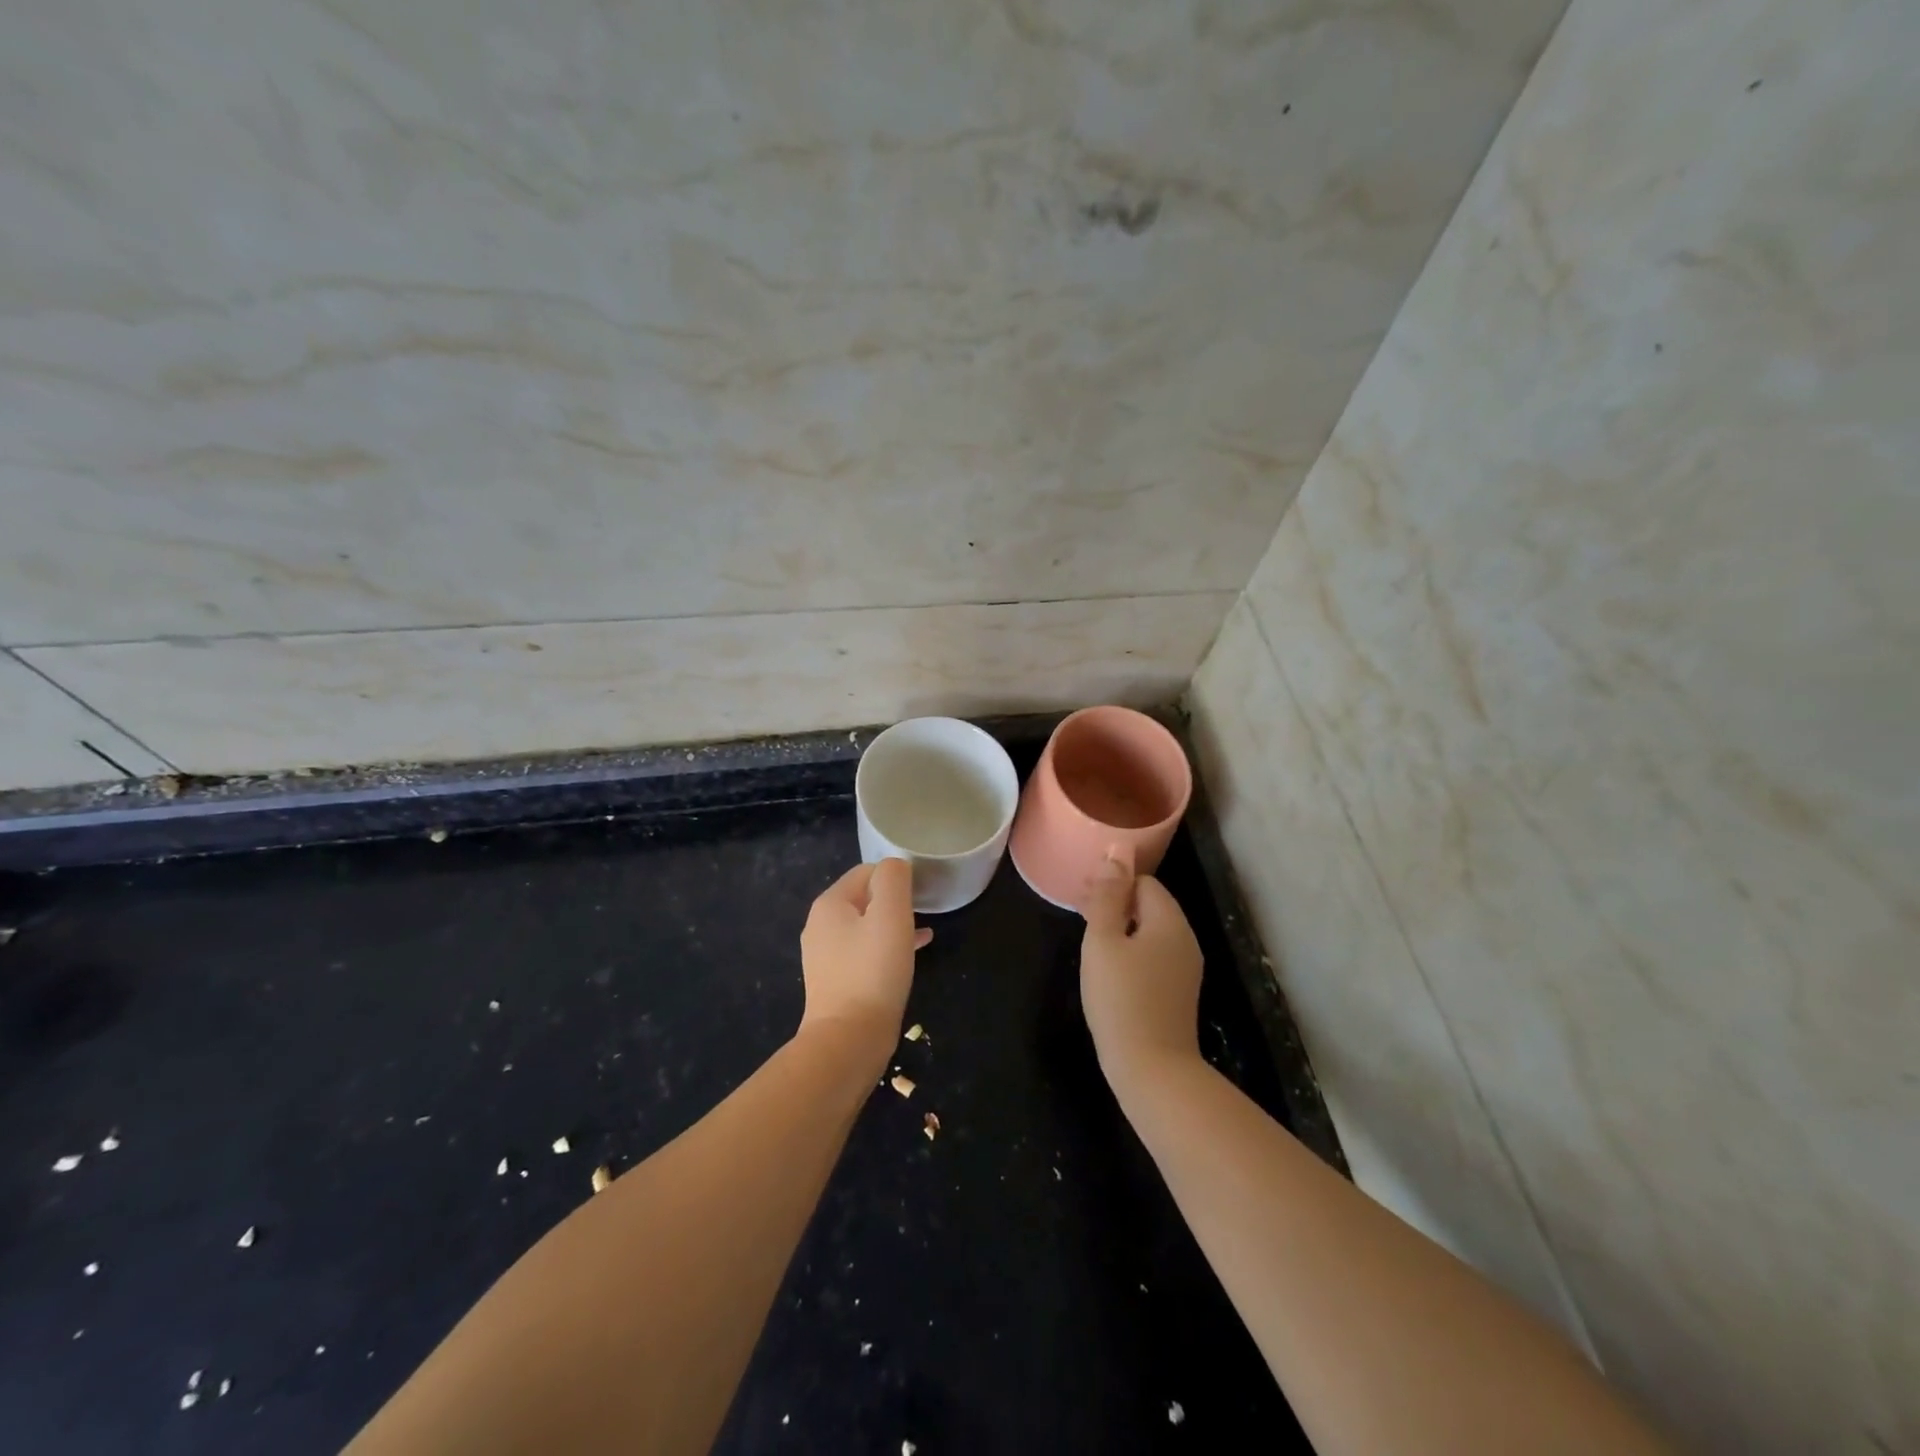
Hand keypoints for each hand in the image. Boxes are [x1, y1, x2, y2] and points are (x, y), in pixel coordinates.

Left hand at [799, 859, 930, 1049]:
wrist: (848, 1040)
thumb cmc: (873, 971)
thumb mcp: (891, 914)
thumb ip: (894, 879)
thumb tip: (896, 866)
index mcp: (829, 904)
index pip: (866, 871)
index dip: (896, 878)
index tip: (921, 895)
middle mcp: (820, 926)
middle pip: (864, 898)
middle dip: (894, 902)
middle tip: (923, 914)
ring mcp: (824, 956)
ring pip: (866, 927)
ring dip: (893, 925)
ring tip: (922, 934)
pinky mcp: (834, 982)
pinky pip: (864, 953)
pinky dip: (886, 949)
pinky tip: (909, 957)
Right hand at [1080, 857, 1203, 1087]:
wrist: (1152, 1069)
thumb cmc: (1121, 998)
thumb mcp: (1103, 941)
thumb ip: (1107, 896)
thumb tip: (1116, 853)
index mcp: (1169, 921)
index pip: (1143, 882)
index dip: (1112, 884)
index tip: (1082, 896)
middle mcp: (1185, 940)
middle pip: (1149, 905)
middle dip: (1115, 904)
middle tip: (1080, 914)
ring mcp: (1185, 969)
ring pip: (1150, 933)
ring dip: (1120, 928)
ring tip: (1089, 941)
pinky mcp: (1178, 993)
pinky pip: (1154, 957)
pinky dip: (1131, 952)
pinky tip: (1109, 970)